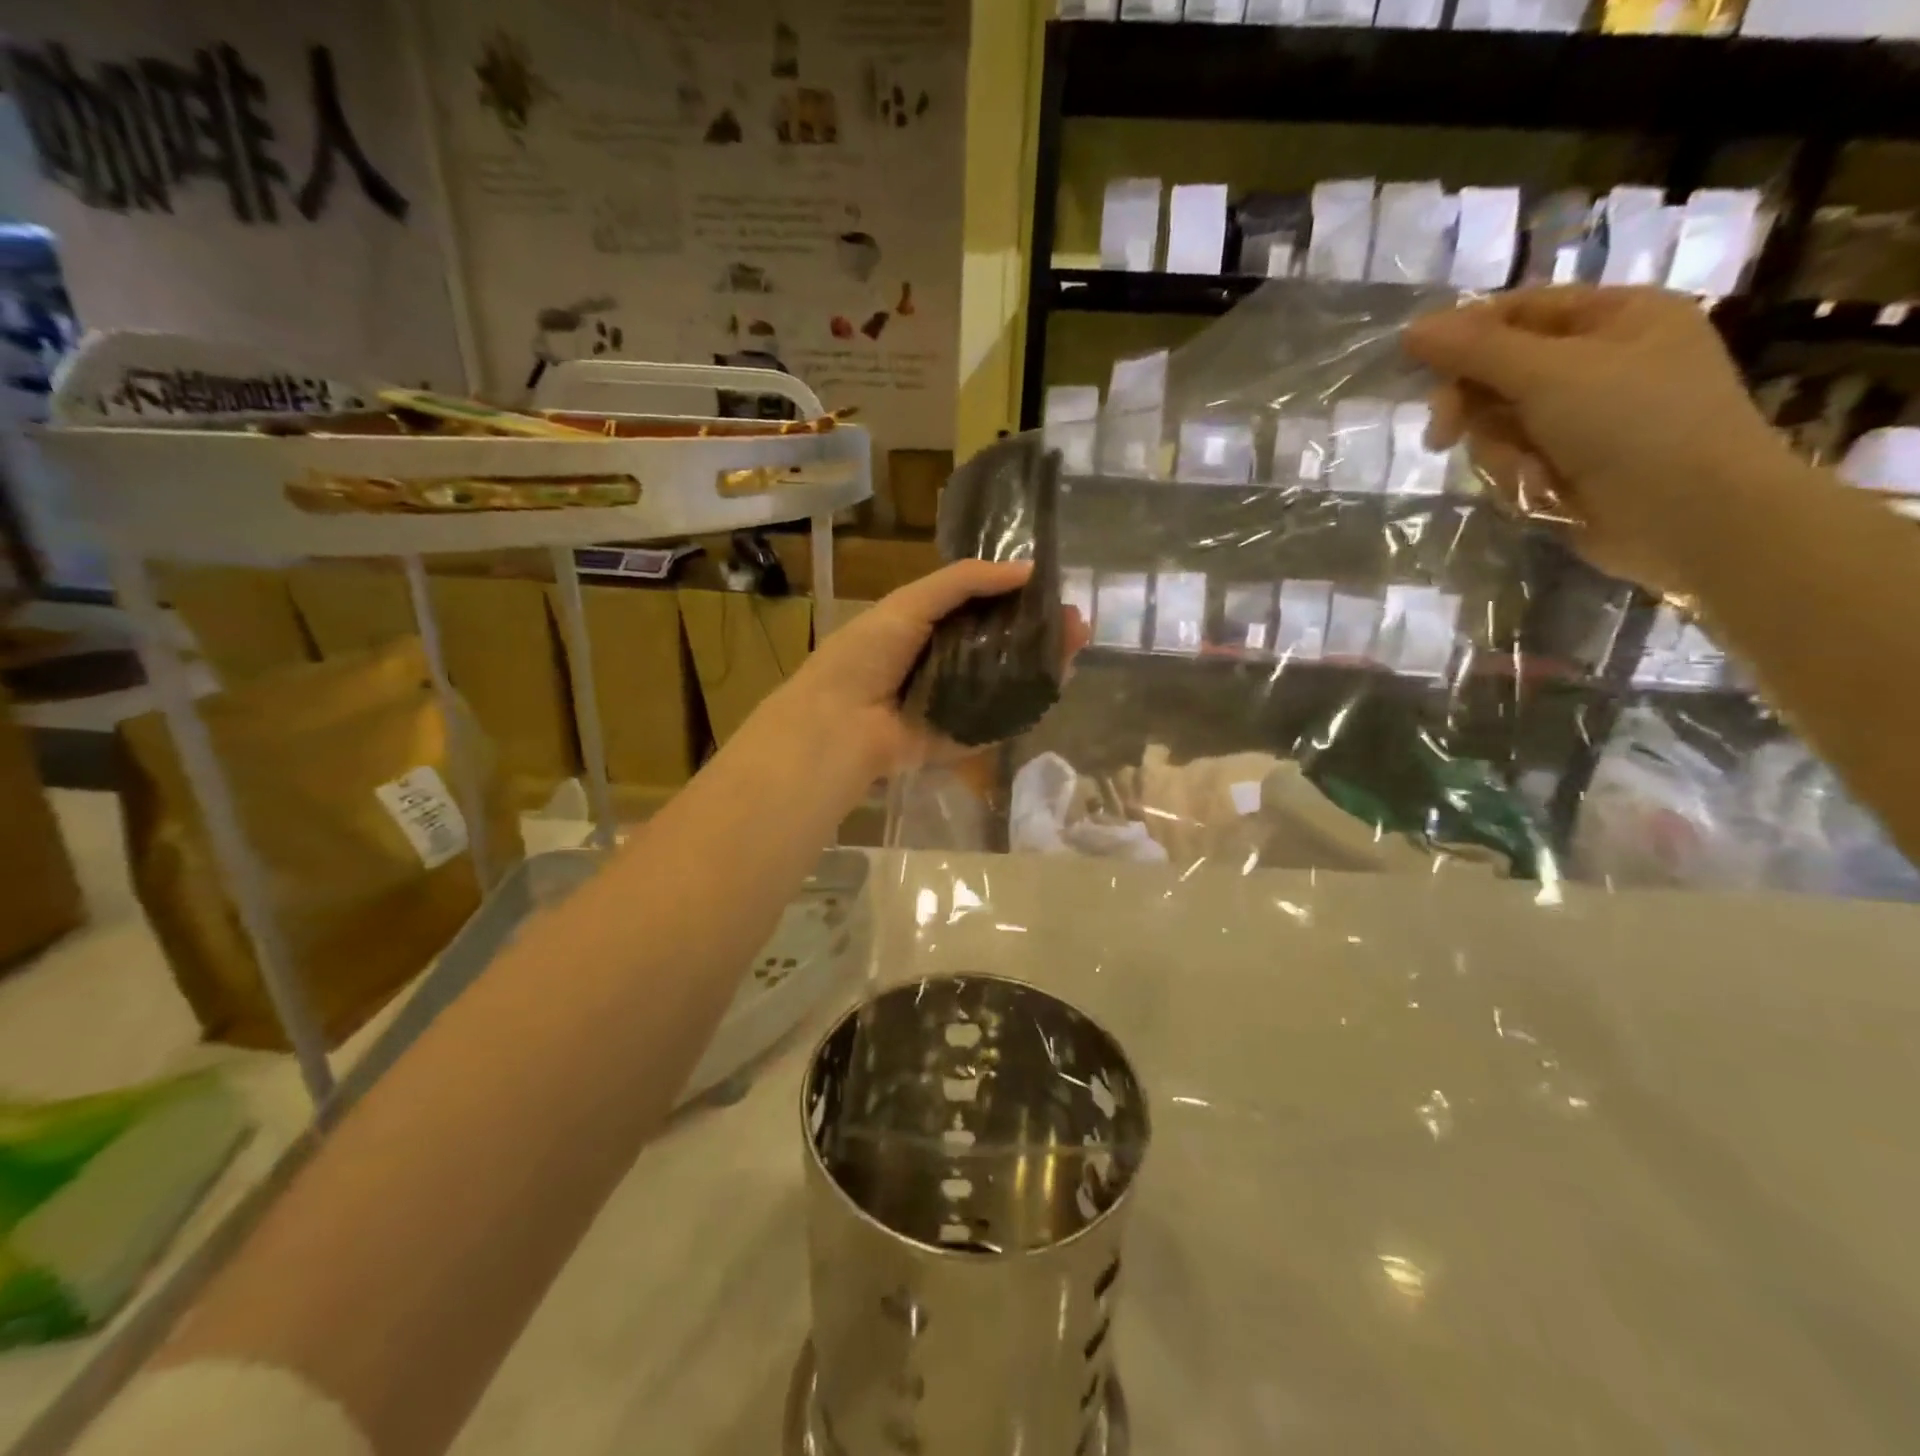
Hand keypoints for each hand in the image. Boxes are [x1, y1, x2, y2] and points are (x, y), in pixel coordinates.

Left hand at [766, 559, 1088, 780]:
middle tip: (1077, 623)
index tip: (1053, 590)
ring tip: (1077, 646)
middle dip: (1040, 633)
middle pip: (1002, 646)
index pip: (983, 610)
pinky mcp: (965, 737)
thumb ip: (965, 582)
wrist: (840, 722)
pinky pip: (1002, 718)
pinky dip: (1029, 703)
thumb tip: (1028, 569)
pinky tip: (1059, 682)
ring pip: (1008, 681)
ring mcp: (958, 703)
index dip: (1017, 599)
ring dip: (1042, 664)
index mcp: (929, 629)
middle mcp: (946, 664)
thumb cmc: (867, 654)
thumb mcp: (911, 602)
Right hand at [1404, 286, 1796, 595]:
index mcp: (1616, 317)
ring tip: (1523, 471)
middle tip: (1443, 433)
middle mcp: (1600, 361)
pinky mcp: (1569, 466)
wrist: (1691, 517)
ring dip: (1496, 450)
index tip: (1412, 363)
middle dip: (1472, 404)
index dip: (1463, 334)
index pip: (1518, 311)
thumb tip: (1412, 329)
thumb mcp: (1551, 373)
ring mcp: (1584, 418)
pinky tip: (1538, 489)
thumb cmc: (1635, 424)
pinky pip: (1512, 460)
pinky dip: (1514, 475)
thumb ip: (1477, 350)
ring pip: (1498, 423)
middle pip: (1500, 371)